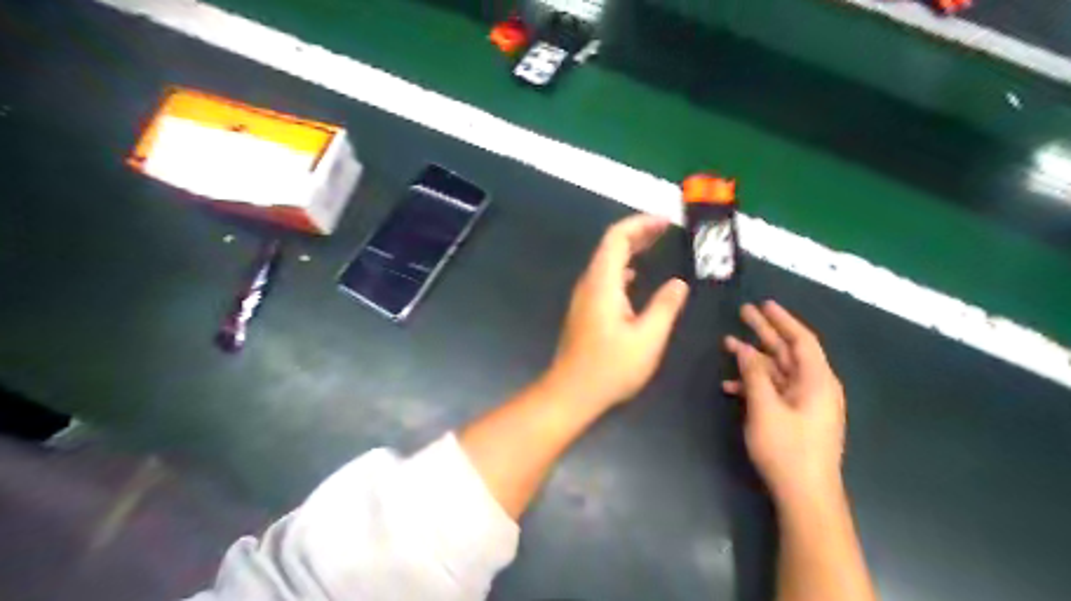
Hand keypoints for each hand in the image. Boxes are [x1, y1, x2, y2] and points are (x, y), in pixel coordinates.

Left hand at [548, 215, 691, 409]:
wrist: (571, 392)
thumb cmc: (610, 367)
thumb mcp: (648, 338)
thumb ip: (665, 307)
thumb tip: (678, 284)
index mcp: (603, 283)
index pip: (617, 238)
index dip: (641, 224)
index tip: (666, 222)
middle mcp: (589, 284)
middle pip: (610, 246)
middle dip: (637, 233)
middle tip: (665, 229)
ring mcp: (584, 297)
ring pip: (606, 262)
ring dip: (630, 250)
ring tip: (655, 246)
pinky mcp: (584, 310)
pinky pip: (604, 278)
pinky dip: (622, 269)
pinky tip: (635, 278)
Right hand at [722, 305, 848, 505]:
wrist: (805, 496)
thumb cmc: (787, 449)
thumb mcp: (765, 408)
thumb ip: (754, 374)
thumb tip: (744, 348)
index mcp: (817, 381)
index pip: (802, 340)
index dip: (783, 320)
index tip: (765, 304)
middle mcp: (815, 387)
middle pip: (788, 352)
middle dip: (765, 332)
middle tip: (744, 313)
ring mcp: (805, 403)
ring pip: (778, 371)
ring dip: (754, 358)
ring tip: (727, 343)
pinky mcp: (795, 417)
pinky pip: (774, 391)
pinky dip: (754, 385)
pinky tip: (730, 385)